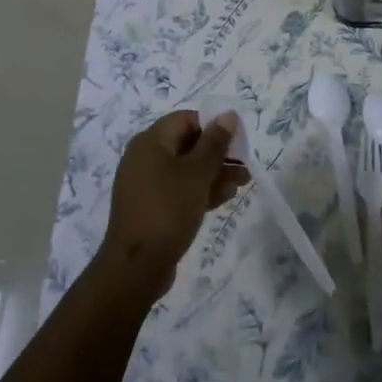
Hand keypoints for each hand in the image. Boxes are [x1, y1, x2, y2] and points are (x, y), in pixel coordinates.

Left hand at [97, 112, 248, 299]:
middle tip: (245, 164)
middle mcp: (145, 157)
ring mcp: (146, 183)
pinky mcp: (151, 206)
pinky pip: (179, 188)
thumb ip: (214, 144)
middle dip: (218, 153)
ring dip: (214, 173)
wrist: (136, 267)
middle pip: (187, 144)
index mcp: (151, 141)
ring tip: (242, 182)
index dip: (214, 125)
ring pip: (186, 168)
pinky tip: (224, 198)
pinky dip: (200, 190)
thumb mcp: (197, 175)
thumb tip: (228, 115)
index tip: (238, 140)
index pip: (186, 119)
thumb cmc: (168, 211)